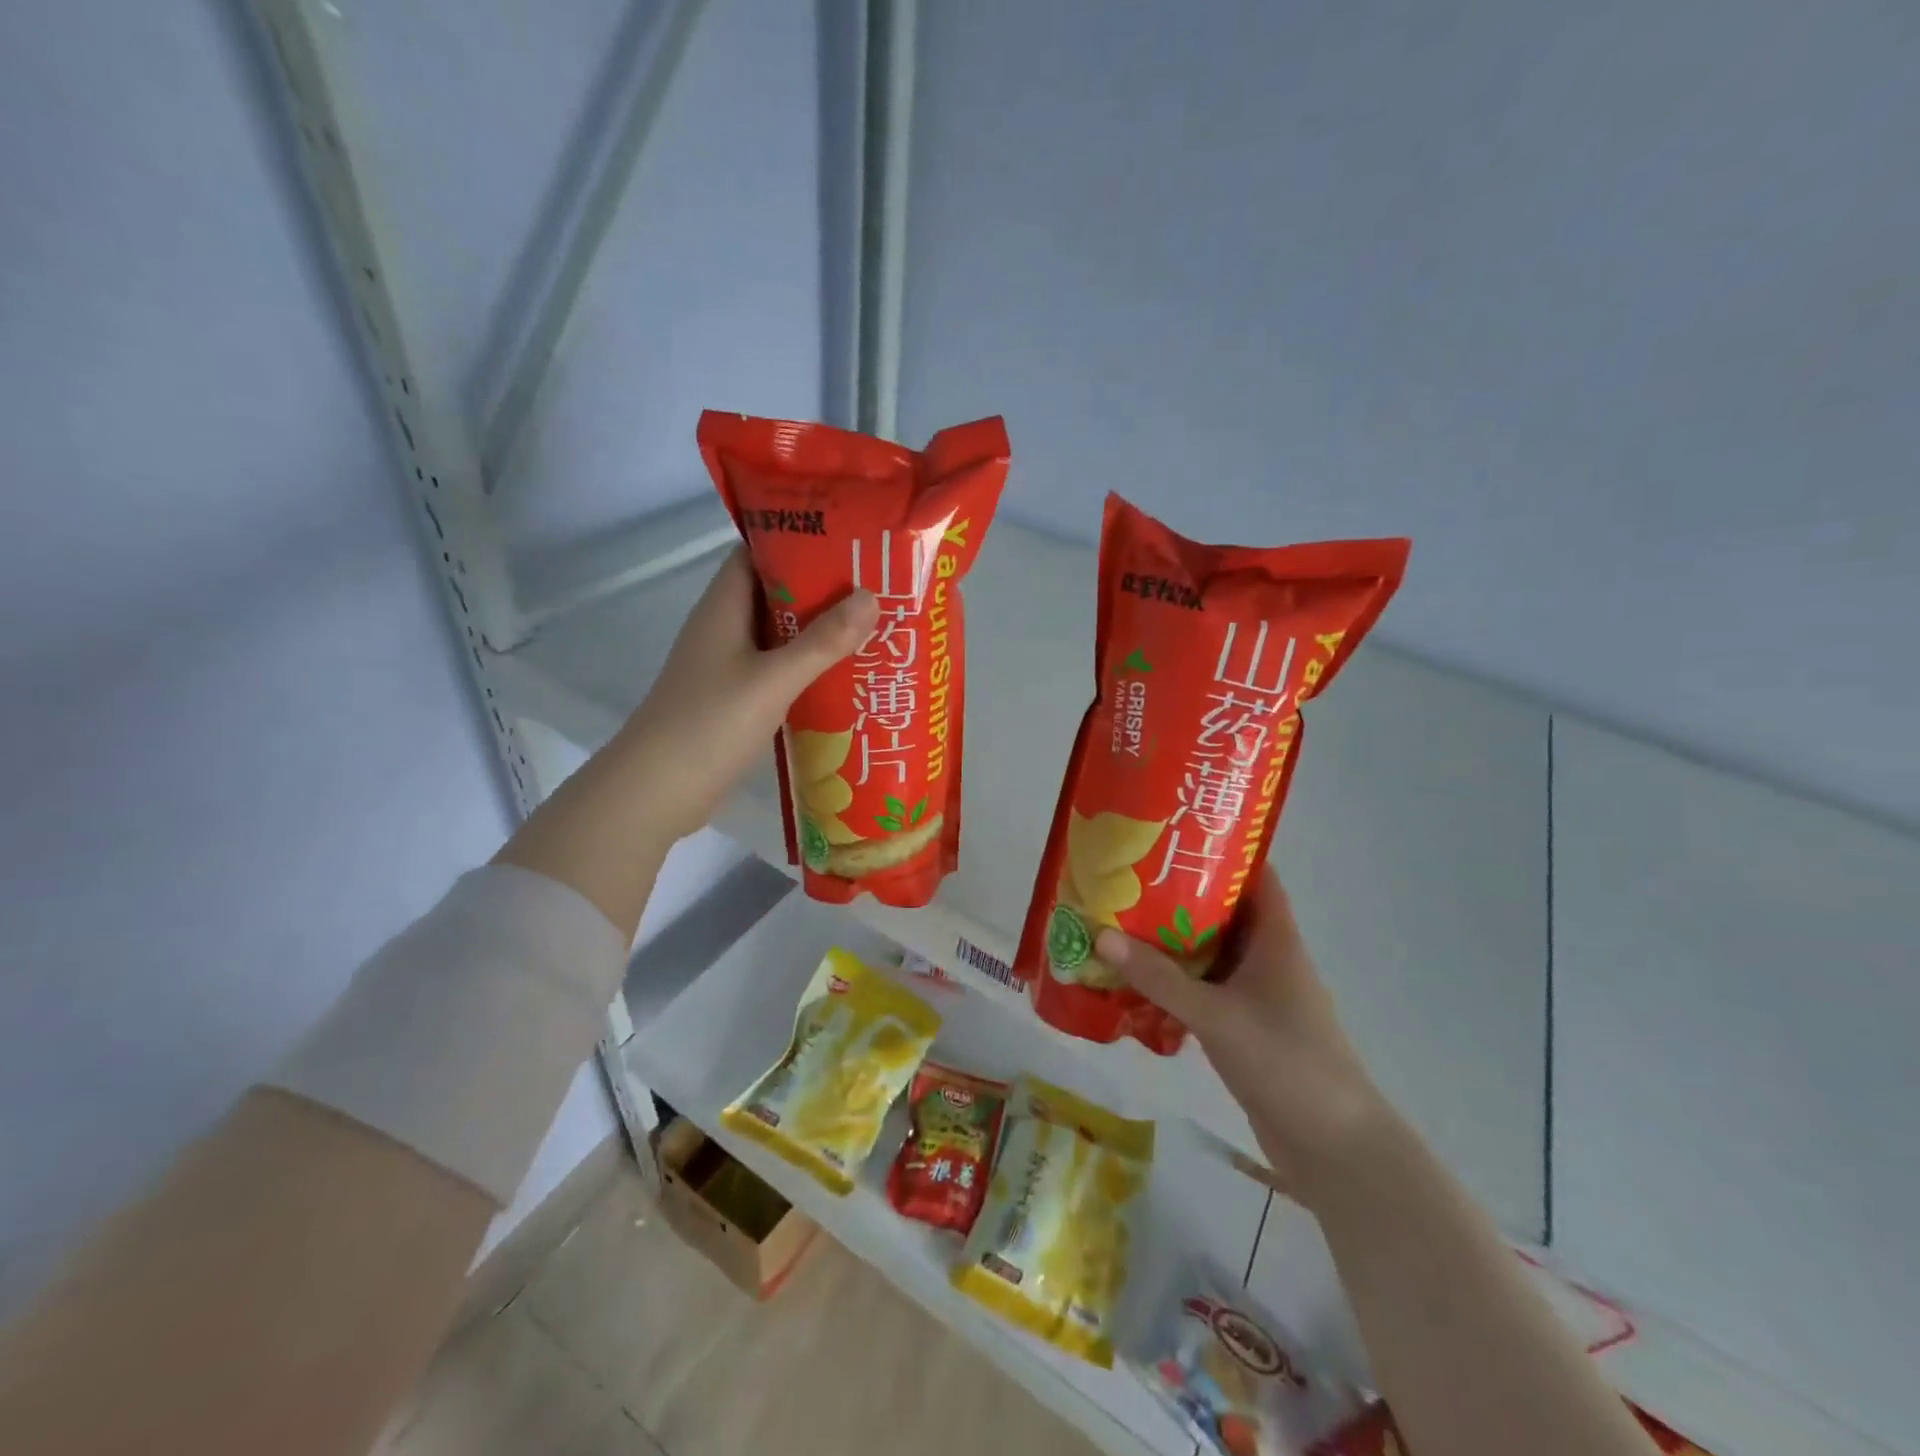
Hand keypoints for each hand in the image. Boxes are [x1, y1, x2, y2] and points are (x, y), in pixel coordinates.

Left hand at [623, 548, 877, 841]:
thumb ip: (823, 641)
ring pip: (778, 635)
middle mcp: (724, 629)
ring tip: (872, 627)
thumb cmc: (710, 723)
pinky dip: (806, 668)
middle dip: (821, 589)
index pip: (757, 553)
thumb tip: (870, 597)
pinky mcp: (733, 699)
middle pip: (775, 594)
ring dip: (817, 632)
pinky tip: (843, 678)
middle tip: (876, 586)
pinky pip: (776, 670)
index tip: (848, 540)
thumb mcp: (773, 679)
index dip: (799, 540)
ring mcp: (726, 666)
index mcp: (723, 607)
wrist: (658, 790)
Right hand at [1095, 871, 1394, 1202]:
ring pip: (1210, 953)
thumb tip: (1101, 934)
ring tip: (1121, 921)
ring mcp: (1258, 995)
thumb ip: (1158, 977)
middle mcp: (1268, 958)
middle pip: (1224, 911)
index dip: (1222, 850)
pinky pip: (1204, 989)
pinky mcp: (1245, 1027)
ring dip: (1172, 941)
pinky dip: (1175, 981)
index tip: (1175, 836)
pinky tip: (1136, 980)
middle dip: (1180, 894)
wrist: (1334, 1148)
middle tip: (1129, 877)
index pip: (1256, 875)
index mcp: (1275, 939)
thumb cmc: (1285, 1062)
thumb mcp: (1216, 1014)